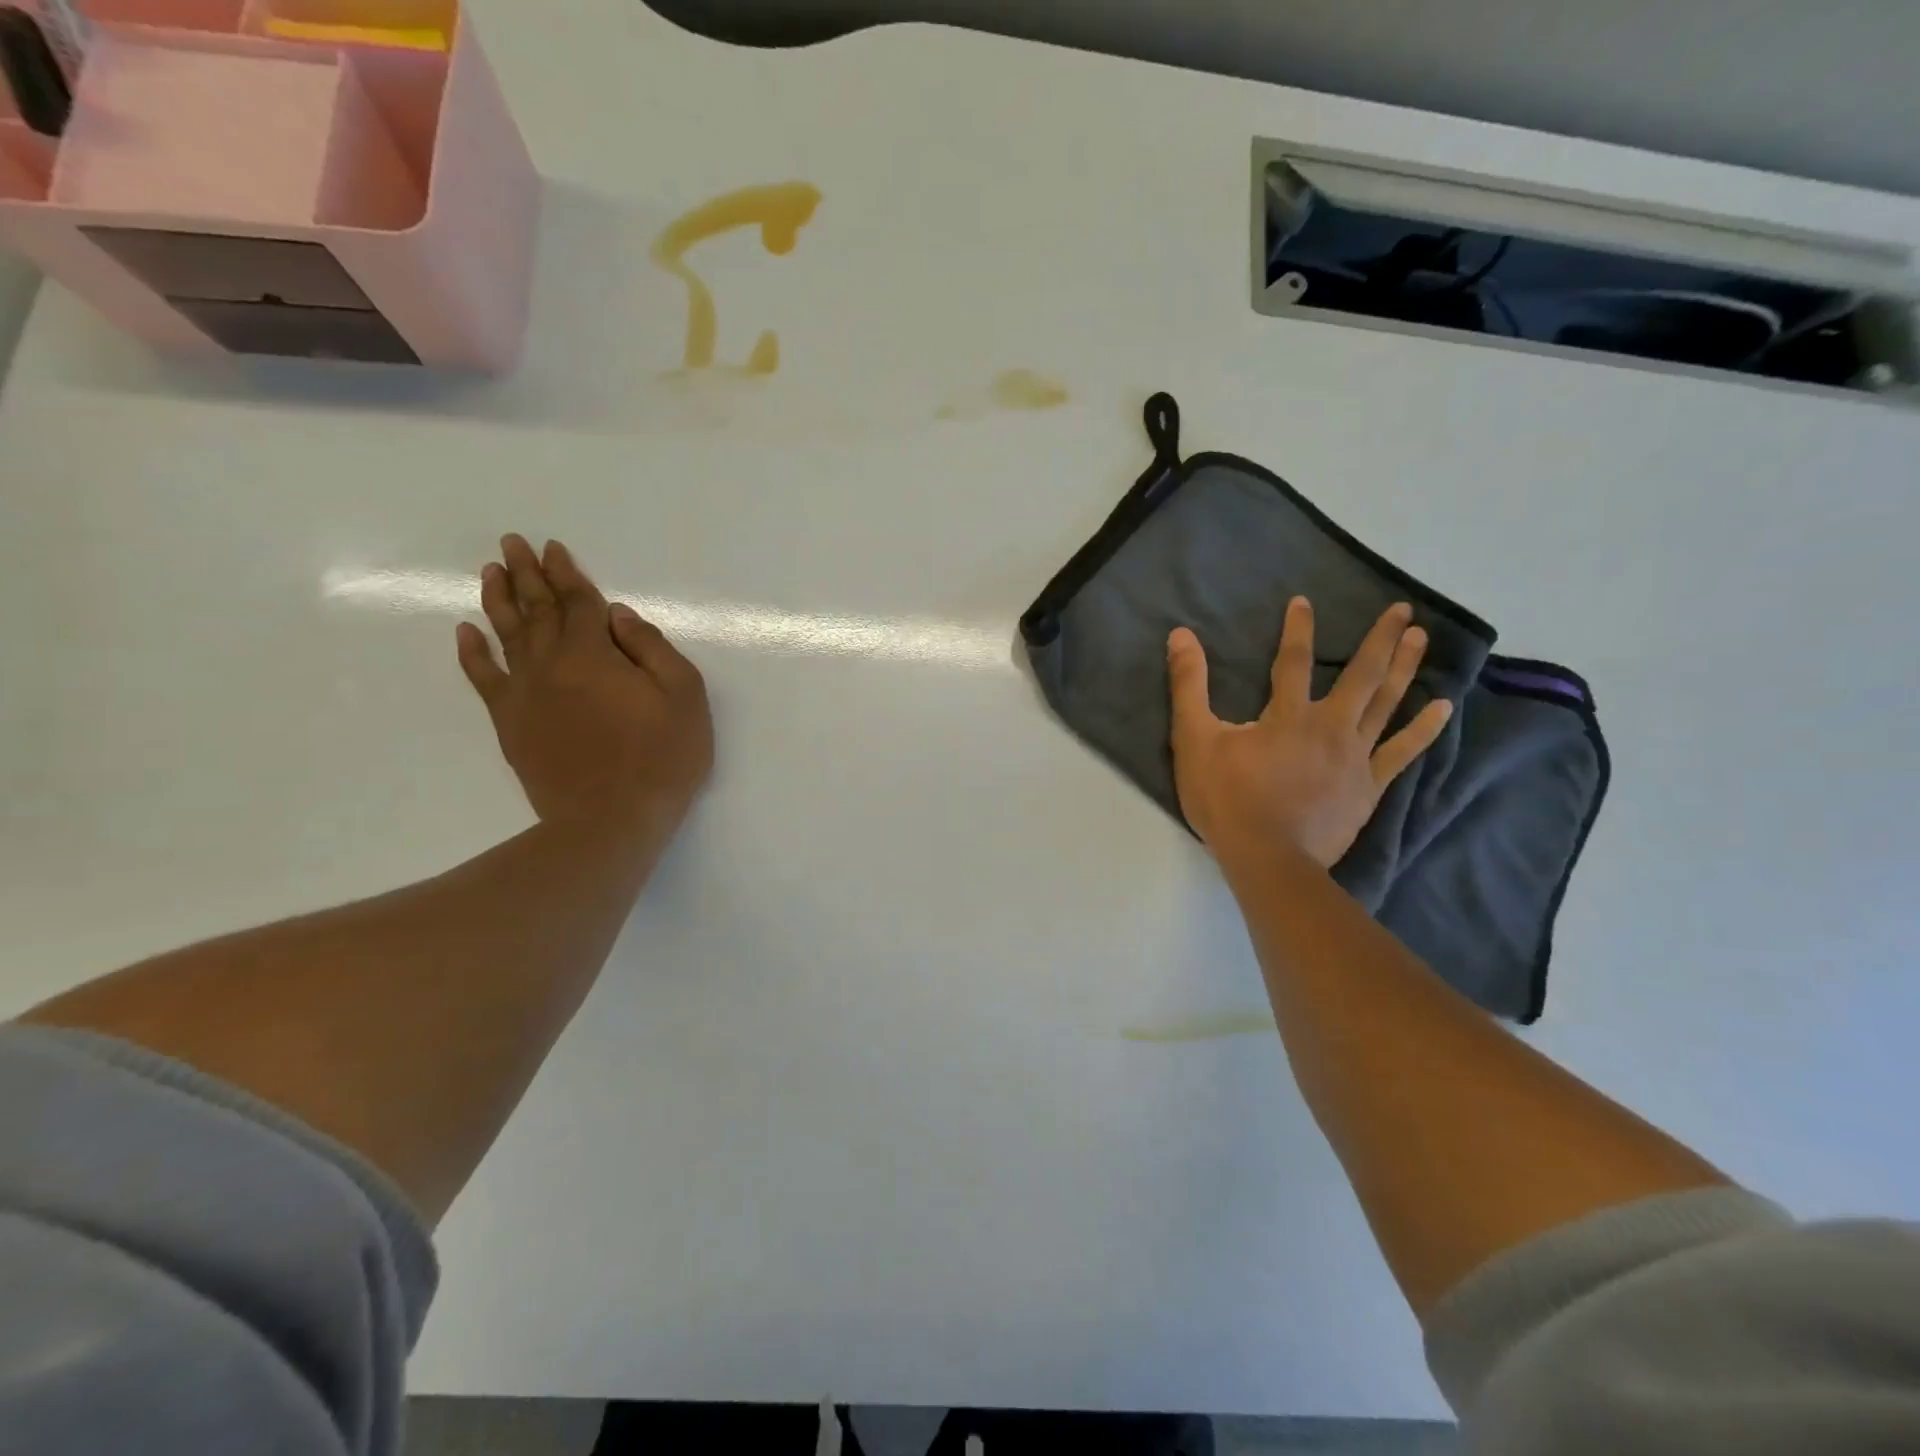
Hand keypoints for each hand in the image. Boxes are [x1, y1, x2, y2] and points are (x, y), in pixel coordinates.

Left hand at [457, 535, 712, 847]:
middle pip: (536, 609)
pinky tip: (465, 632)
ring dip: (497, 599)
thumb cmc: (661, 756)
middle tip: (511, 543)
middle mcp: (551, 663)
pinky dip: (473, 653)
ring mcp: (525, 693)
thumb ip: (652, 647)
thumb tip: (618, 616)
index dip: (567, 573)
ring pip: (506, 634)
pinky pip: (484, 678)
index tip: (552, 547)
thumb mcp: (684, 695)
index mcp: (594, 653)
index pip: (578, 601)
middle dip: (526, 573)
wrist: (611, 819)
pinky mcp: (511, 723)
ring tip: (489, 571)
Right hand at [1167, 598, 1452, 870]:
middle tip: (1402, 610)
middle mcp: (1330, 726)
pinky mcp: (1368, 786)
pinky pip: (1403, 752)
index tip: (1304, 601)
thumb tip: (1181, 635)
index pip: (1293, 660)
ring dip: (1406, 669)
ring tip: (1422, 639)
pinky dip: (1424, 729)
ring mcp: (1355, 756)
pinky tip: (1444, 708)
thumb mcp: (1193, 739)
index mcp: (1288, 714)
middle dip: (1380, 639)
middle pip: (1360, 675)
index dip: (1298, 628)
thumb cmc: (1226, 798)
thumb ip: (1188, 686)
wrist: (1266, 857)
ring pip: (1387, 704)